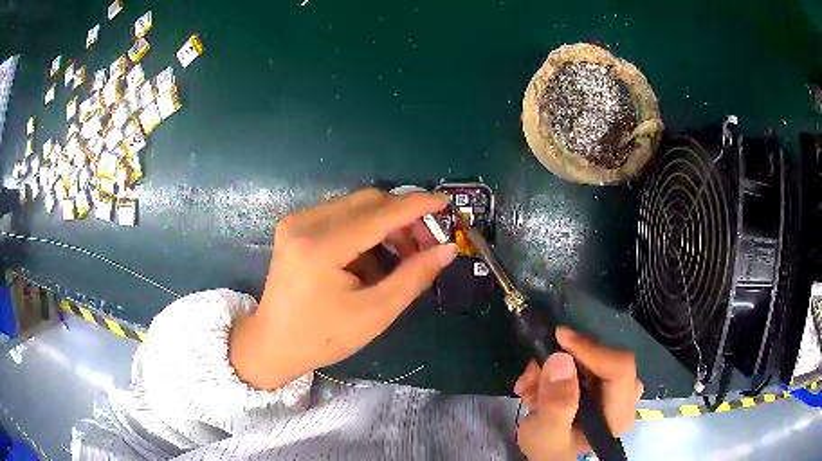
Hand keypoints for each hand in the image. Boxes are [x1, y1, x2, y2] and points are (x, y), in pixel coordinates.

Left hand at [229, 188, 456, 389]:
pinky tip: (373, 256)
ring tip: (402, 254)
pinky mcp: (295, 226)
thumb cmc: (324, 337)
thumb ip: (413, 276)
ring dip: (385, 223)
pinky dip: (365, 229)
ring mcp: (296, 221)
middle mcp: (305, 223)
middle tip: (426, 243)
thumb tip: (448, 249)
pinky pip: (341, 214)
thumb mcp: (375, 313)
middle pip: (368, 201)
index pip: (380, 213)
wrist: (274, 343)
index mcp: (321, 246)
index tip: (446, 203)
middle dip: (403, 217)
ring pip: (356, 205)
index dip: (417, 206)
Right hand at [513, 327, 642, 459]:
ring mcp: (614, 388)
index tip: (559, 337)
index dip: (592, 349)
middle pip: (603, 359)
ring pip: (589, 358)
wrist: (549, 454)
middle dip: (563, 361)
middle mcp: (624, 396)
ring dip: (552, 367)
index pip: (619, 369)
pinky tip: (535, 387)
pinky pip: (581, 362)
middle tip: (532, 374)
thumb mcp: (547, 434)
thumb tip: (561, 360)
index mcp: (618, 414)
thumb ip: (556, 404)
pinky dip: (554, 369)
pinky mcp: (601, 382)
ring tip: (527, 386)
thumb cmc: (550, 450)